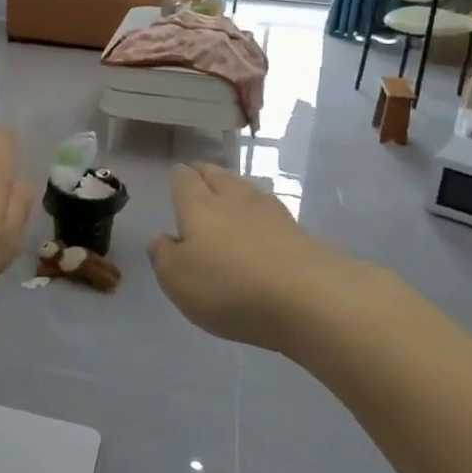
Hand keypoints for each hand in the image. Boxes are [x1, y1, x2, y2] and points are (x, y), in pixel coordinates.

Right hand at [148, 164, 384, 351]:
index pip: (186, 179)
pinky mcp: (300, 234)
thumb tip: (162, 238)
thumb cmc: (229, 285)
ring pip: (246, 190)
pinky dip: (259, 215)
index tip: (178, 175)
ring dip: (235, 190)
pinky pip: (270, 214)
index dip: (180, 176)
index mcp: (199, 205)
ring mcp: (271, 214)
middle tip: (200, 177)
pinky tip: (260, 225)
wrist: (309, 299)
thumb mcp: (176, 278)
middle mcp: (234, 200)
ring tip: (228, 196)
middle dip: (206, 174)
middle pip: (218, 176)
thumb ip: (163, 254)